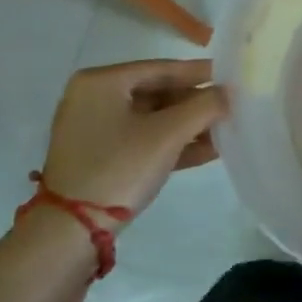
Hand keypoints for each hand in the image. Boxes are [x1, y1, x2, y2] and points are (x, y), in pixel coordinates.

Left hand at [39, 58, 226, 223]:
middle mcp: (93, 98)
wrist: (70, 233)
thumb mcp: (168, 134)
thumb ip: (204, 106)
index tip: (230, 74)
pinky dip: (171, 144)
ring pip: (152, 119)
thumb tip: (228, 93)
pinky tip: (208, 150)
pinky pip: (142, 140)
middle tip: (231, 105)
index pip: (161, 68)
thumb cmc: (119, 168)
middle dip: (195, 104)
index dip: (199, 72)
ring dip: (188, 126)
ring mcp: (93, 130)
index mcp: (101, 82)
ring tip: (226, 130)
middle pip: (157, 93)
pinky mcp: (99, 158)